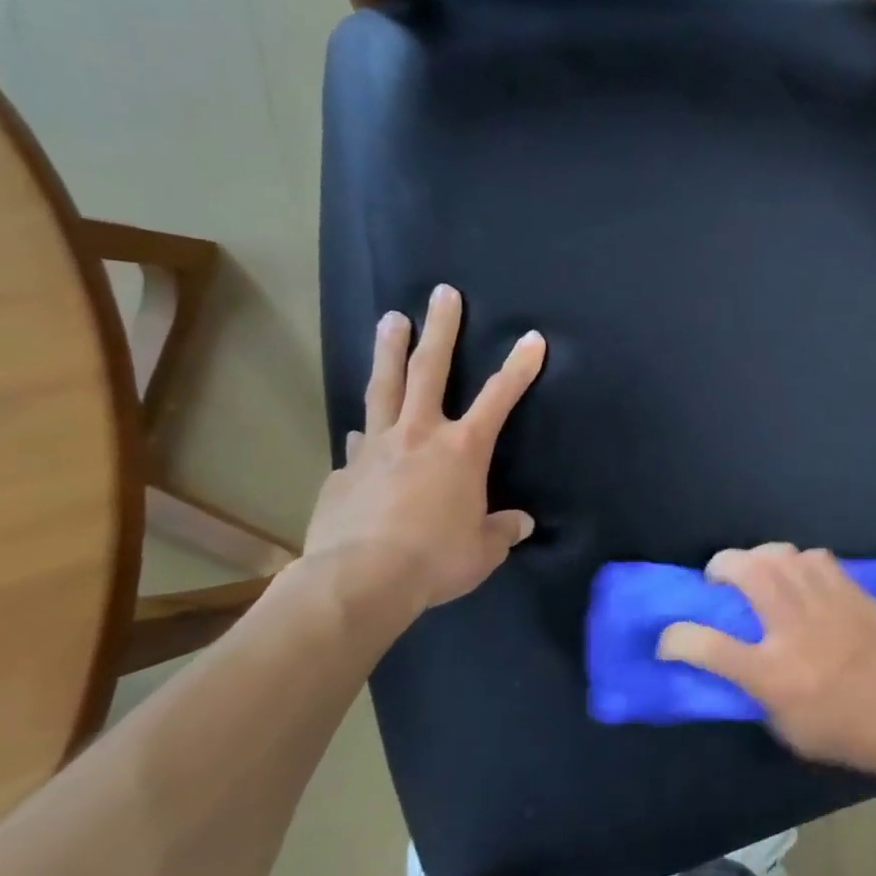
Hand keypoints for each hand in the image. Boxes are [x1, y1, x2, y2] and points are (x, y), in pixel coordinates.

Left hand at [304, 284, 544, 625]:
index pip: (499, 397)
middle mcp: (419, 435)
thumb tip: (519, 524)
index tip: (532, 338)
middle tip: (443, 293)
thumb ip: (502, 531)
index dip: (519, 366)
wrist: (358, 581)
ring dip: (389, 351)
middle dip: (440, 329)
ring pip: (384, 388)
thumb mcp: (483, 551)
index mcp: (462, 449)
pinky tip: (361, 435)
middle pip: (430, 370)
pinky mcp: (343, 473)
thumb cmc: (435, 559)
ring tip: (390, 319)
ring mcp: (374, 449)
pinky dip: (366, 434)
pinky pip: (358, 444)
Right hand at [656, 544, 875, 776]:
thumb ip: (762, 697)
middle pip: (746, 572)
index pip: (708, 646)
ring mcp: (825, 601)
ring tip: (756, 572)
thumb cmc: (857, 734)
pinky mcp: (851, 589)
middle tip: (716, 578)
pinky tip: (799, 578)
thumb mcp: (794, 733)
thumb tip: (745, 671)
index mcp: (774, 673)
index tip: (668, 639)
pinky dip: (796, 561)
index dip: (676, 639)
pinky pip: (814, 557)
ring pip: (780, 554)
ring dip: (757, 558)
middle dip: (720, 566)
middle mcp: (793, 626)